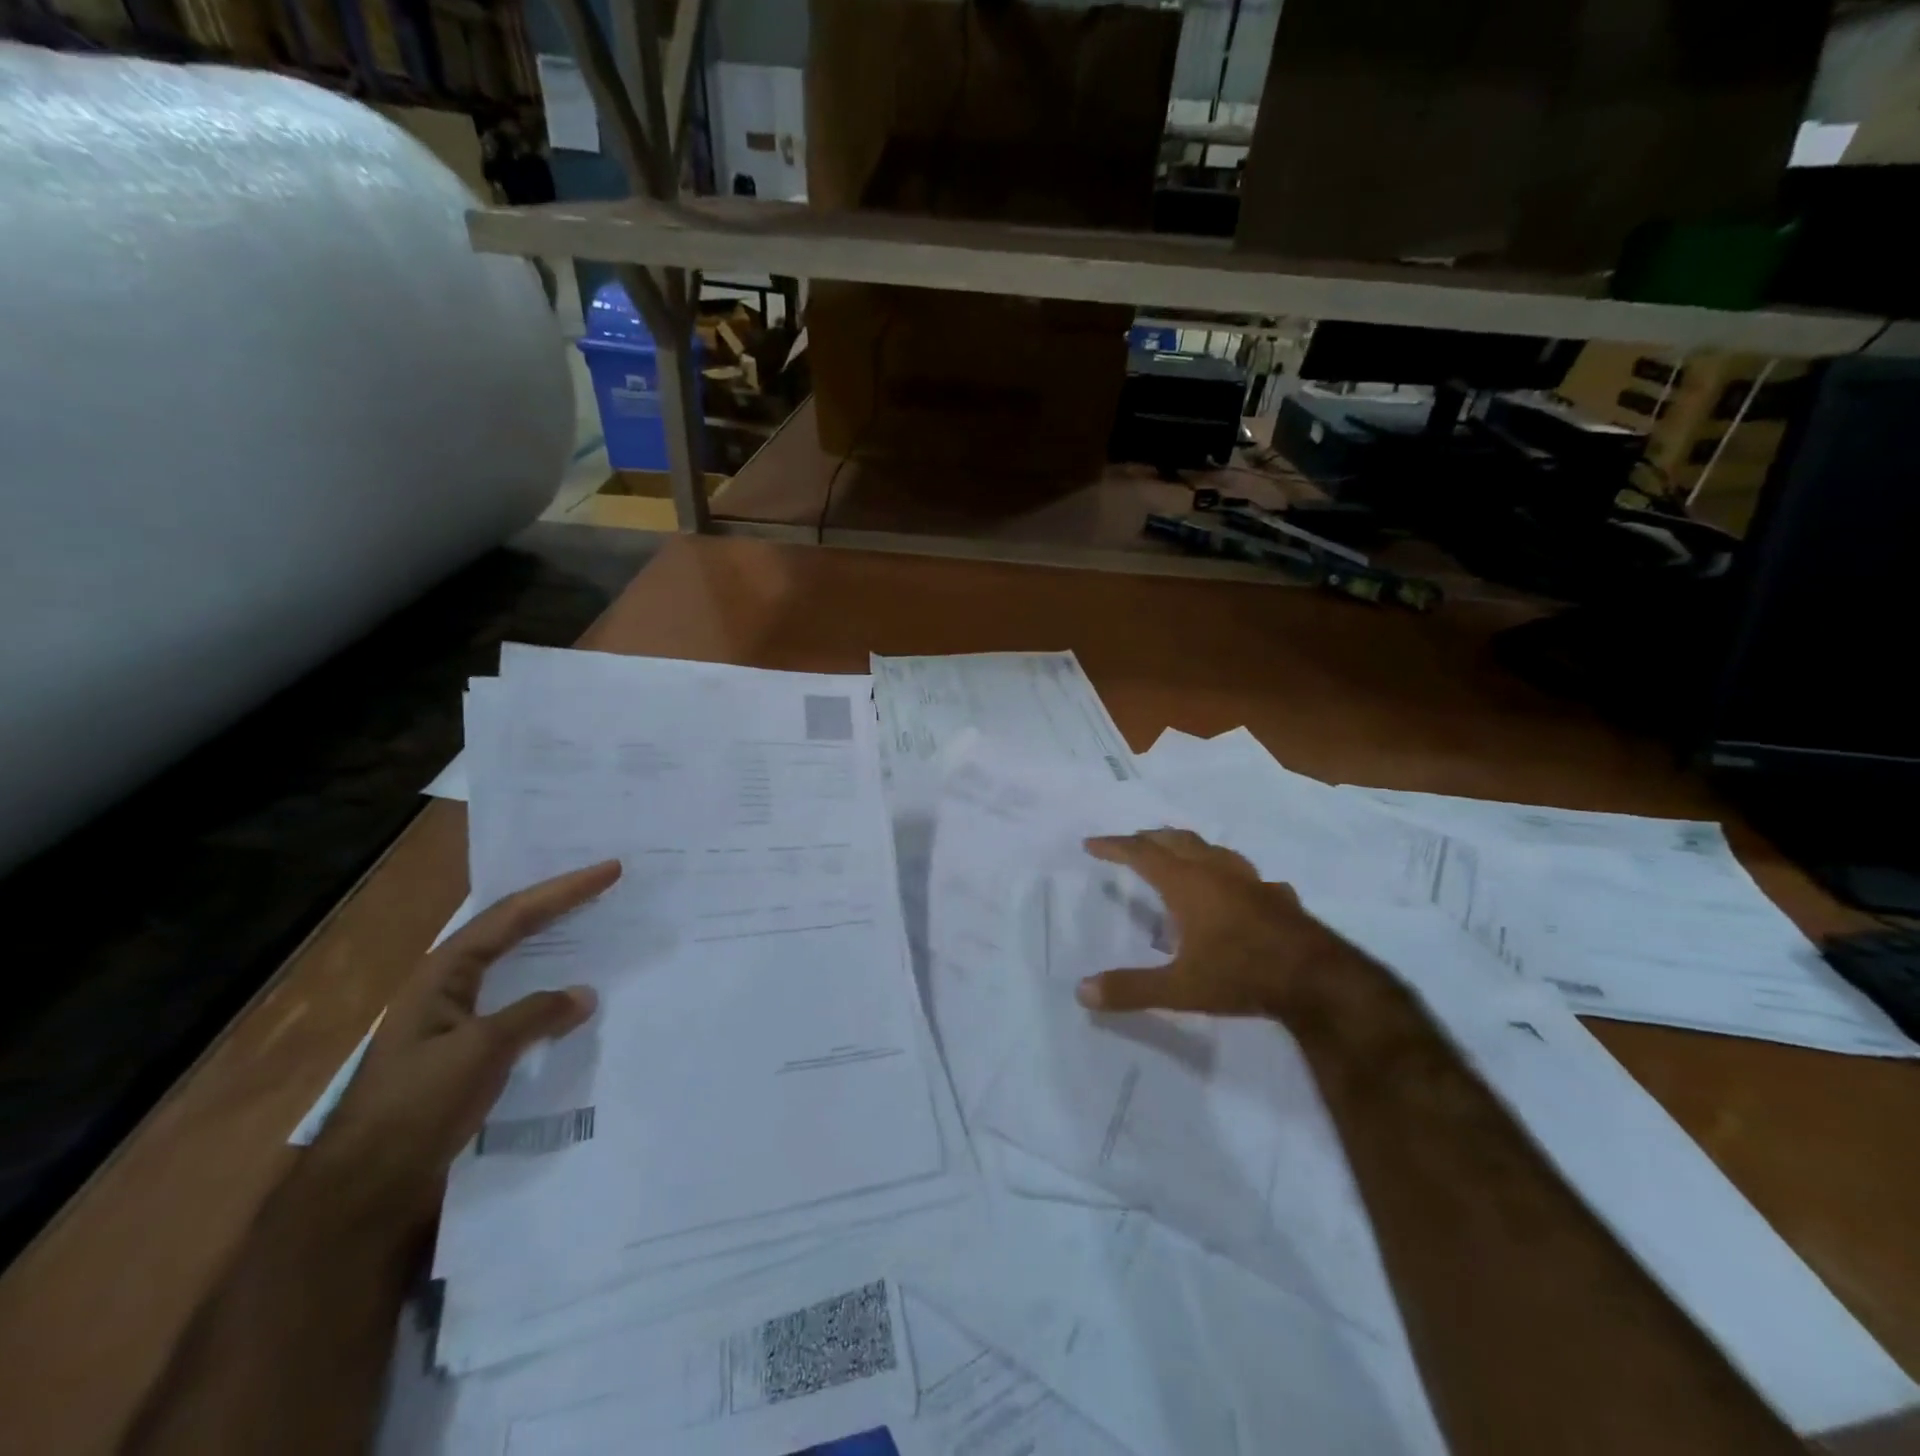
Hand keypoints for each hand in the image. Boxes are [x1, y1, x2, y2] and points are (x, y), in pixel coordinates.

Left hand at [308, 859, 621, 1226]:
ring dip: (555, 942)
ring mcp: (457, 1019)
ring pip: (516, 964)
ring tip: (596, 925)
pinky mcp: (468, 1050)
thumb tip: (583, 993)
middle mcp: (449, 986)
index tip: (609, 870)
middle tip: (605, 884)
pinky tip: (573, 996)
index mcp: (443, 973)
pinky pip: (520, 1002)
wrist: (365, 1189)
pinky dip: (550, 988)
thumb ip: (535, 1014)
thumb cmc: (417, 1107)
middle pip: (511, 929)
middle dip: (559, 903)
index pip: (513, 915)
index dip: (563, 890)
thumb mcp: (480, 1052)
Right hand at [1074, 829, 1355, 1019]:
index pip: (1141, 854)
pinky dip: (1227, 874)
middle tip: (1129, 844)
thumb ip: (1131, 989)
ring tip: (1176, 853)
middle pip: (1175, 841)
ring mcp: (1250, 880)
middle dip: (1148, 839)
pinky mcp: (1276, 895)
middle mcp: (1215, 871)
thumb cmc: (1241, 975)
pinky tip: (1235, 890)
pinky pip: (1244, 874)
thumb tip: (1081, 992)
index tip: (1091, 844)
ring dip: (1187, 846)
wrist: (1317, 980)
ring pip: (1211, 849)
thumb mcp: (1179, 988)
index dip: (1114, 846)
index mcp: (1186, 884)